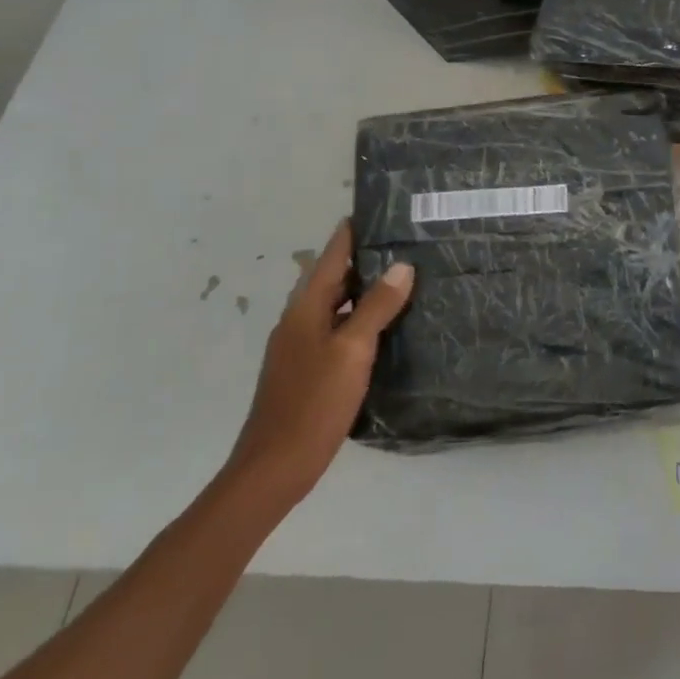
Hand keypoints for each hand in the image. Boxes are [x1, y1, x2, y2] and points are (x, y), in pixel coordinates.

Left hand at [224, 219, 412, 506]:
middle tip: (405, 243)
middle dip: (365, 259)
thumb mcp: (352, 350)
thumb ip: (376, 306)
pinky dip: (359, 317)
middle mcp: (299, 321)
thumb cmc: (313, 403)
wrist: (274, 468)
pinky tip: (385, 327)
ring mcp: (300, 347)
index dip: (352, 232)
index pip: (331, 256)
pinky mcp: (307, 369)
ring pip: (336, 305)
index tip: (379, 211)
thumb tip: (402, 266)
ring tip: (403, 278)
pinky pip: (337, 328)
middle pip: (333, 278)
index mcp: (305, 309)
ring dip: (364, 289)